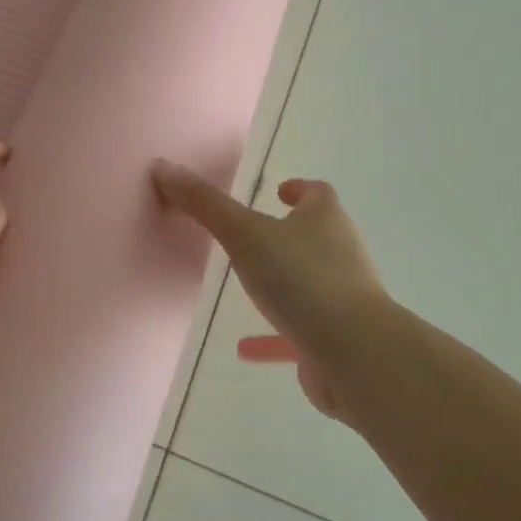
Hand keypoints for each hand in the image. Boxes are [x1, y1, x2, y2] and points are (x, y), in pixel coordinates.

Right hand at [152, 160, 383, 420]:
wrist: (356, 354)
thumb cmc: (302, 280)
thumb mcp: (245, 235)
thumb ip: (205, 204)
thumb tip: (164, 166)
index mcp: (326, 220)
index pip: (319, 194)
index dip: (300, 189)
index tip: (279, 191)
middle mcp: (341, 253)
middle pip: (318, 235)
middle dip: (290, 234)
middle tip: (254, 236)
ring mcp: (345, 298)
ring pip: (311, 283)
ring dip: (284, 284)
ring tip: (249, 288)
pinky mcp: (339, 339)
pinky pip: (302, 332)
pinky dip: (276, 336)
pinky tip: (246, 349)